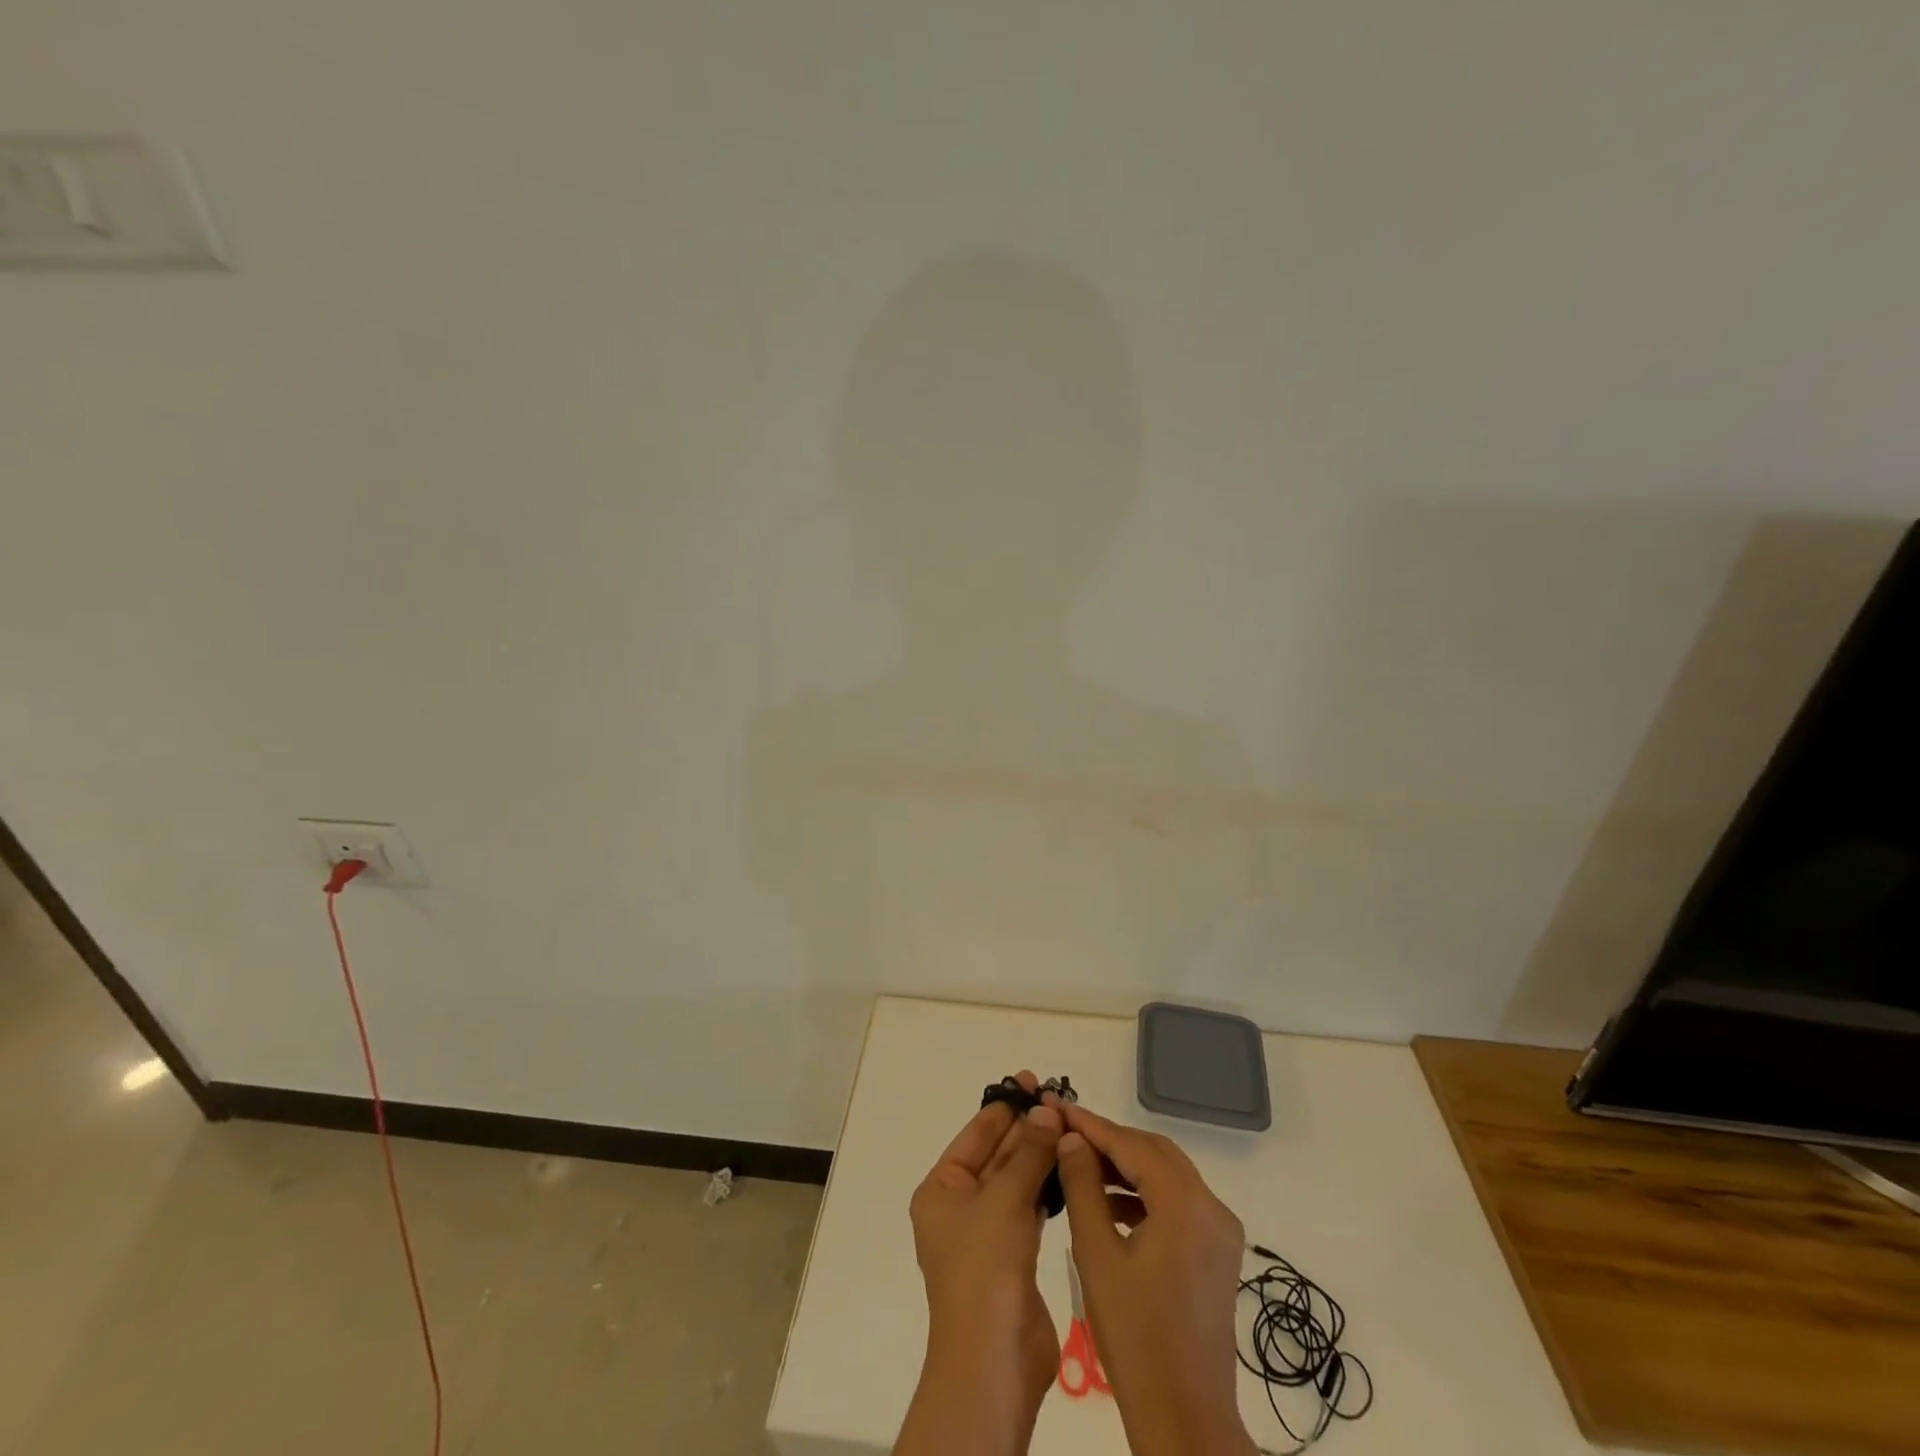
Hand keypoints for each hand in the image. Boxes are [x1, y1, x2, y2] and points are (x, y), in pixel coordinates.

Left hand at [893, 1072, 1064, 1455]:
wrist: (994, 1361)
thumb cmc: (984, 1269)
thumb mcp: (1004, 1200)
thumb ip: (1028, 1153)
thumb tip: (1046, 1110)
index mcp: (941, 1190)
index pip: (975, 1135)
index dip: (1003, 1106)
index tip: (1031, 1080)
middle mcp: (960, 1207)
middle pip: (996, 1155)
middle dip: (1026, 1128)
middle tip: (1059, 1098)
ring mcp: (988, 1232)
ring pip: (1015, 1180)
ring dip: (1039, 1154)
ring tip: (1069, 1123)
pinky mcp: (1014, 1255)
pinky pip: (1030, 1206)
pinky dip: (1047, 1186)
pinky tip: (1069, 1165)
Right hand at [1056, 1103, 1256, 1455]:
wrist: (1185, 1419)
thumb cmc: (1135, 1336)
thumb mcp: (1096, 1255)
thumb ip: (1082, 1186)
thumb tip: (1071, 1138)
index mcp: (1185, 1204)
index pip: (1131, 1144)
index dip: (1091, 1124)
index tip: (1056, 1106)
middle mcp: (1212, 1206)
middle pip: (1155, 1152)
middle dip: (1109, 1140)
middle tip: (1065, 1132)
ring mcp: (1220, 1230)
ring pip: (1167, 1175)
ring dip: (1126, 1166)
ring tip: (1080, 1165)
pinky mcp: (1219, 1252)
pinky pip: (1178, 1203)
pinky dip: (1145, 1194)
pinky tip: (1110, 1205)